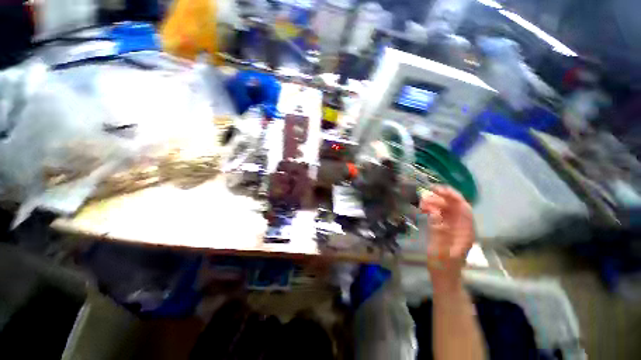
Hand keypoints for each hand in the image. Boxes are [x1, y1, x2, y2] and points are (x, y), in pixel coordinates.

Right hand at [420, 186, 473, 287]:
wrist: (444, 278)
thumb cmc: (443, 266)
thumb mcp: (440, 250)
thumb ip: (438, 231)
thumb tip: (434, 212)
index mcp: (465, 231)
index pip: (463, 208)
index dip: (453, 197)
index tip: (438, 190)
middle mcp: (462, 227)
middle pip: (456, 206)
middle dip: (443, 197)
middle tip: (427, 192)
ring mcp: (453, 228)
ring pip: (447, 209)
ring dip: (436, 202)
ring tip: (422, 201)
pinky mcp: (445, 229)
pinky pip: (440, 214)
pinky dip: (433, 209)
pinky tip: (424, 208)